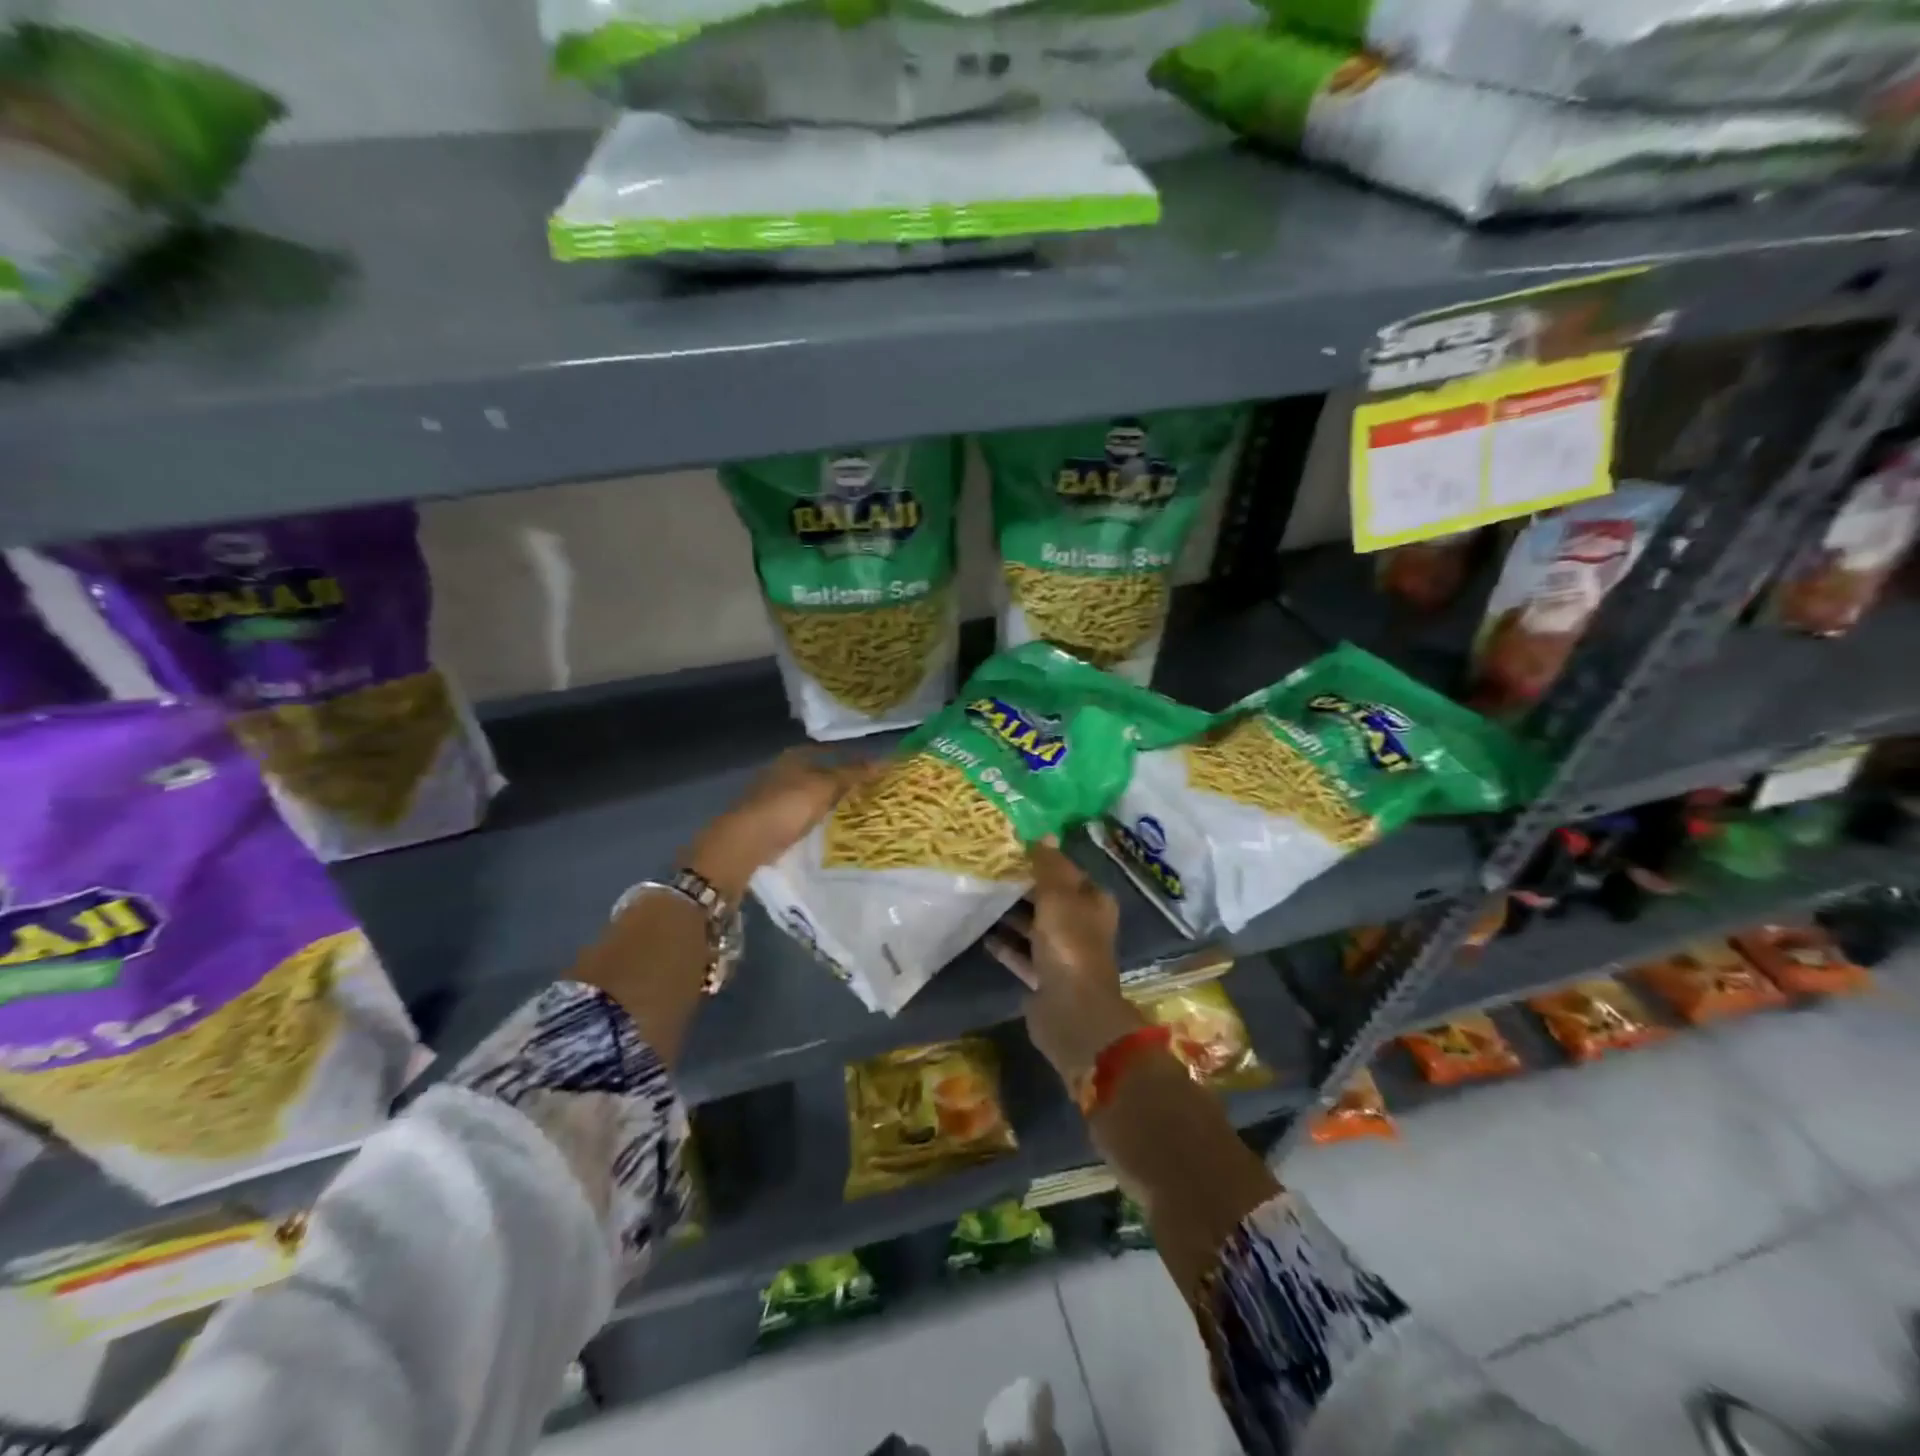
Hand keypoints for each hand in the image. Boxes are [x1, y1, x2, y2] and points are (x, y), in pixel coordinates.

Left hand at [685, 748, 882, 901]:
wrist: (745, 843)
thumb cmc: (786, 807)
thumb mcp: (824, 788)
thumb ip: (852, 774)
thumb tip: (884, 761)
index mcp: (793, 757)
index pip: (830, 751)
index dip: (851, 759)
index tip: (874, 771)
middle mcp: (782, 771)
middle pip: (819, 773)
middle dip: (841, 782)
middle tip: (870, 793)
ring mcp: (774, 796)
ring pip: (810, 794)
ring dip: (828, 801)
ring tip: (855, 812)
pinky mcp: (770, 819)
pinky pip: (801, 814)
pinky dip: (816, 817)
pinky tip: (829, 827)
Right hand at [986, 840, 1145, 1085]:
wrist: (1072, 1013)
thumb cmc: (1070, 945)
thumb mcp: (1058, 897)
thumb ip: (1048, 865)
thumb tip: (1044, 833)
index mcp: (1092, 902)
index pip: (1066, 872)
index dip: (1042, 859)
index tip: (1010, 848)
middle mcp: (1080, 925)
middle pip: (1049, 899)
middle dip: (1022, 886)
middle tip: (987, 870)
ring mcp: (1062, 954)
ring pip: (1033, 927)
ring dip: (1010, 915)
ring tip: (979, 897)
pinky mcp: (1043, 978)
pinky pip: (1021, 955)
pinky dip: (1005, 945)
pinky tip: (981, 934)